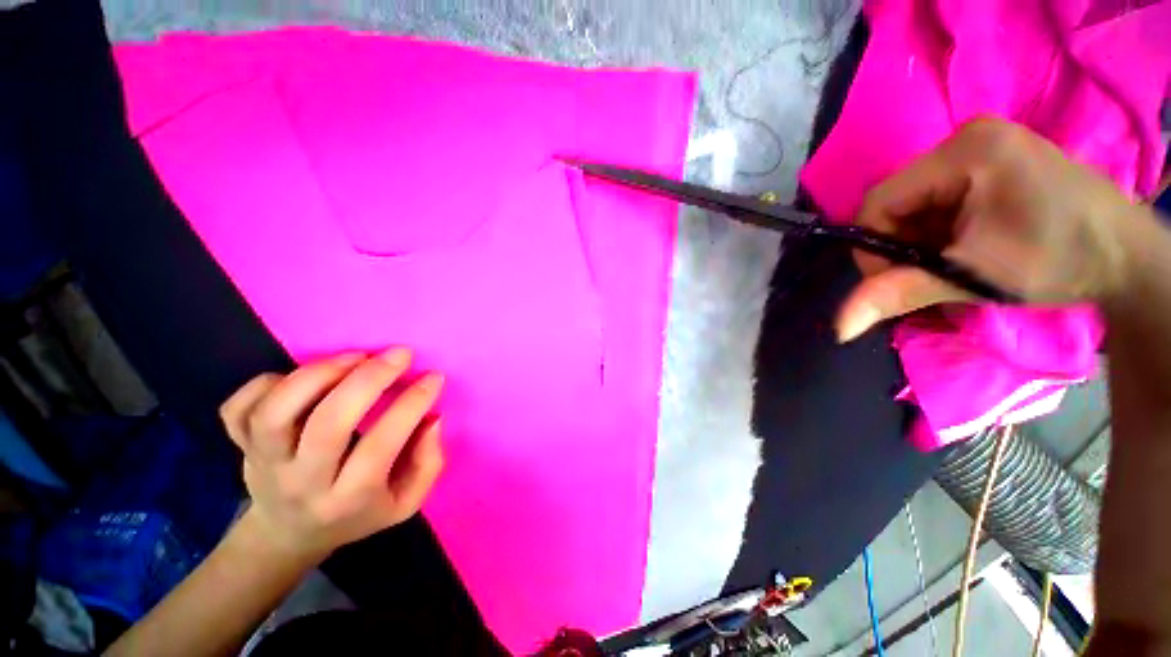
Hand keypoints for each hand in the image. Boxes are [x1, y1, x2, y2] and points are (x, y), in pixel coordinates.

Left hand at [219, 349, 443, 560]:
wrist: (289, 535)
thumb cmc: (357, 514)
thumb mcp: (405, 502)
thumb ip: (428, 463)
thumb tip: (432, 418)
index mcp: (349, 499)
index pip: (382, 444)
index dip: (413, 404)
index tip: (434, 377)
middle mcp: (303, 482)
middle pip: (328, 424)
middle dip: (370, 379)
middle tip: (399, 354)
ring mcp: (264, 463)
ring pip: (276, 413)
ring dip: (319, 374)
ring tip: (355, 356)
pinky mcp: (239, 447)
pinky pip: (237, 409)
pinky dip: (265, 383)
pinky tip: (302, 377)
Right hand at [836, 116, 1139, 340]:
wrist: (1128, 257)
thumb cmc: (1060, 260)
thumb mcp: (976, 278)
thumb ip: (901, 294)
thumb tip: (838, 328)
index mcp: (964, 152)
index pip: (880, 202)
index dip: (873, 247)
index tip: (893, 282)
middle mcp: (967, 139)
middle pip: (898, 202)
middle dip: (901, 246)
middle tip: (928, 277)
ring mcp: (981, 147)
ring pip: (916, 204)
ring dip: (920, 242)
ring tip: (953, 264)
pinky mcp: (991, 161)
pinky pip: (940, 200)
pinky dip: (939, 233)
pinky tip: (963, 248)